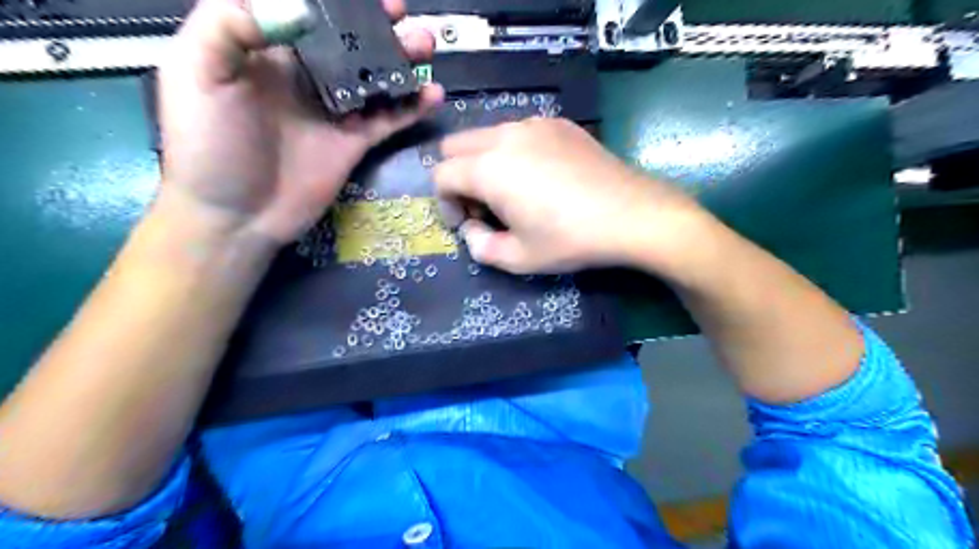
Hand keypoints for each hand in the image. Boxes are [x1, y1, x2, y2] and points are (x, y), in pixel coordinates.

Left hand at [157, 0, 444, 243]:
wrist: (237, 216)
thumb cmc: (209, 146)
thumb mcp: (198, 75)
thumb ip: (229, 26)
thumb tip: (294, 4)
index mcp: (265, 50)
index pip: (304, 11)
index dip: (336, 0)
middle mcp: (304, 75)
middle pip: (347, 41)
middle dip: (376, 25)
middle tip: (403, 13)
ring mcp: (334, 110)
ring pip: (373, 77)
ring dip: (400, 61)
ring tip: (425, 45)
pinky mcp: (354, 142)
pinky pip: (387, 119)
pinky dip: (410, 107)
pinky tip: (432, 94)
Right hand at [433, 118, 703, 276]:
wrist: (631, 214)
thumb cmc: (570, 240)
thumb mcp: (518, 258)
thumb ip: (480, 247)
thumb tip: (472, 229)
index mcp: (488, 168)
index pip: (441, 175)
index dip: (445, 203)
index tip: (468, 223)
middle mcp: (504, 136)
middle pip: (456, 146)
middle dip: (459, 176)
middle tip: (485, 205)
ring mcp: (534, 124)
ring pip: (488, 135)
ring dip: (485, 162)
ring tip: (514, 192)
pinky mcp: (559, 123)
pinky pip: (519, 132)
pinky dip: (514, 152)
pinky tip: (542, 177)